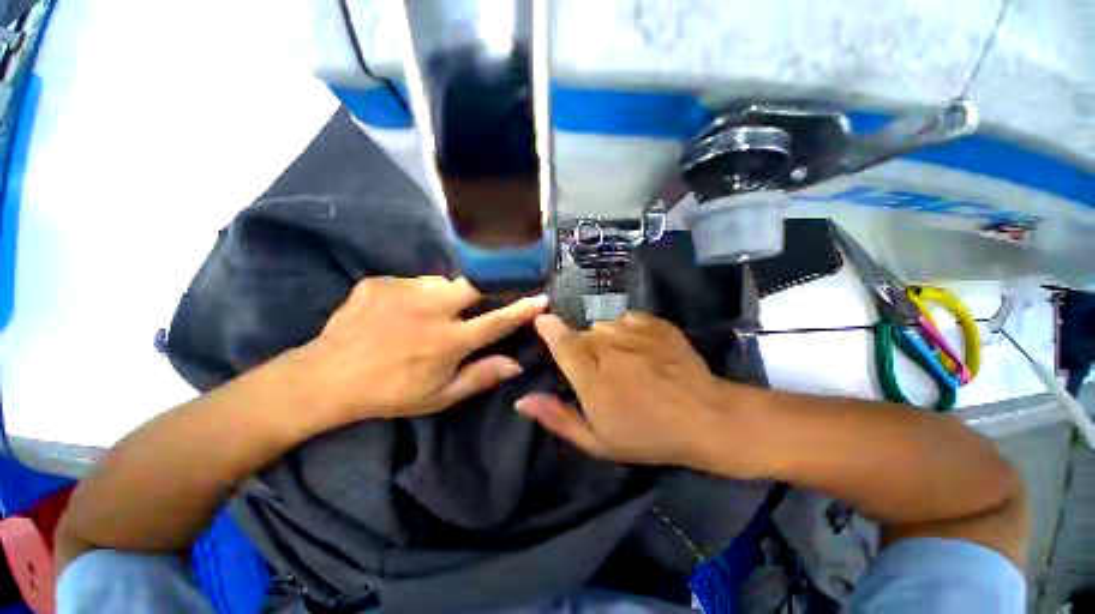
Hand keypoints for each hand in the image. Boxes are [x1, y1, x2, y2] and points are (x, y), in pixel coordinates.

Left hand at [300, 276, 546, 422]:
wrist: (328, 375)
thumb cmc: (391, 392)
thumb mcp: (439, 395)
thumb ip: (481, 376)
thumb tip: (516, 363)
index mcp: (448, 341)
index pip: (497, 321)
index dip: (522, 309)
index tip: (541, 298)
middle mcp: (432, 310)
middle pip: (474, 286)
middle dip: (485, 289)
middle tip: (474, 303)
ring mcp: (404, 291)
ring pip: (444, 282)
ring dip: (447, 295)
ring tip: (430, 313)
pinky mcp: (381, 282)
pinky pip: (414, 281)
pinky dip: (418, 293)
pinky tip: (401, 311)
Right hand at [516, 313, 746, 468]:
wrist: (707, 417)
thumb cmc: (650, 436)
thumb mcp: (599, 441)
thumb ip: (558, 418)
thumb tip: (522, 400)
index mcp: (593, 379)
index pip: (561, 343)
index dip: (548, 328)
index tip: (541, 321)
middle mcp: (610, 349)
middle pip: (582, 335)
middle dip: (581, 347)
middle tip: (598, 369)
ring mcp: (635, 332)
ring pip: (603, 325)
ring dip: (604, 339)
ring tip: (622, 360)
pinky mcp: (655, 323)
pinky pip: (626, 319)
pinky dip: (625, 330)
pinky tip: (639, 348)